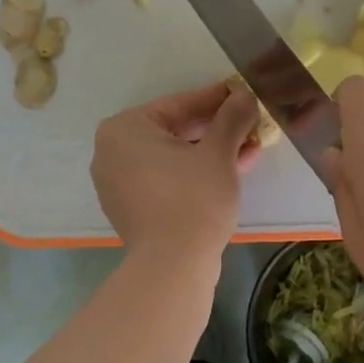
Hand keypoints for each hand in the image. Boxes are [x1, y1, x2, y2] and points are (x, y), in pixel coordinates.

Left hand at [91, 82, 263, 264]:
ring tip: (250, 147)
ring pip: (174, 155)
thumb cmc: (193, 200)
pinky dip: (196, 172)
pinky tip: (233, 169)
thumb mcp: (218, 153)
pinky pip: (167, 177)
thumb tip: (243, 95)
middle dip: (217, 128)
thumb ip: (231, 118)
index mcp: (125, 129)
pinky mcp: (132, 206)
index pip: (179, 104)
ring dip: (212, 150)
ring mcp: (119, 181)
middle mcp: (113, 151)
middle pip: (175, 129)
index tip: (243, 93)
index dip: (217, 99)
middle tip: (250, 122)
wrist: (172, 268)